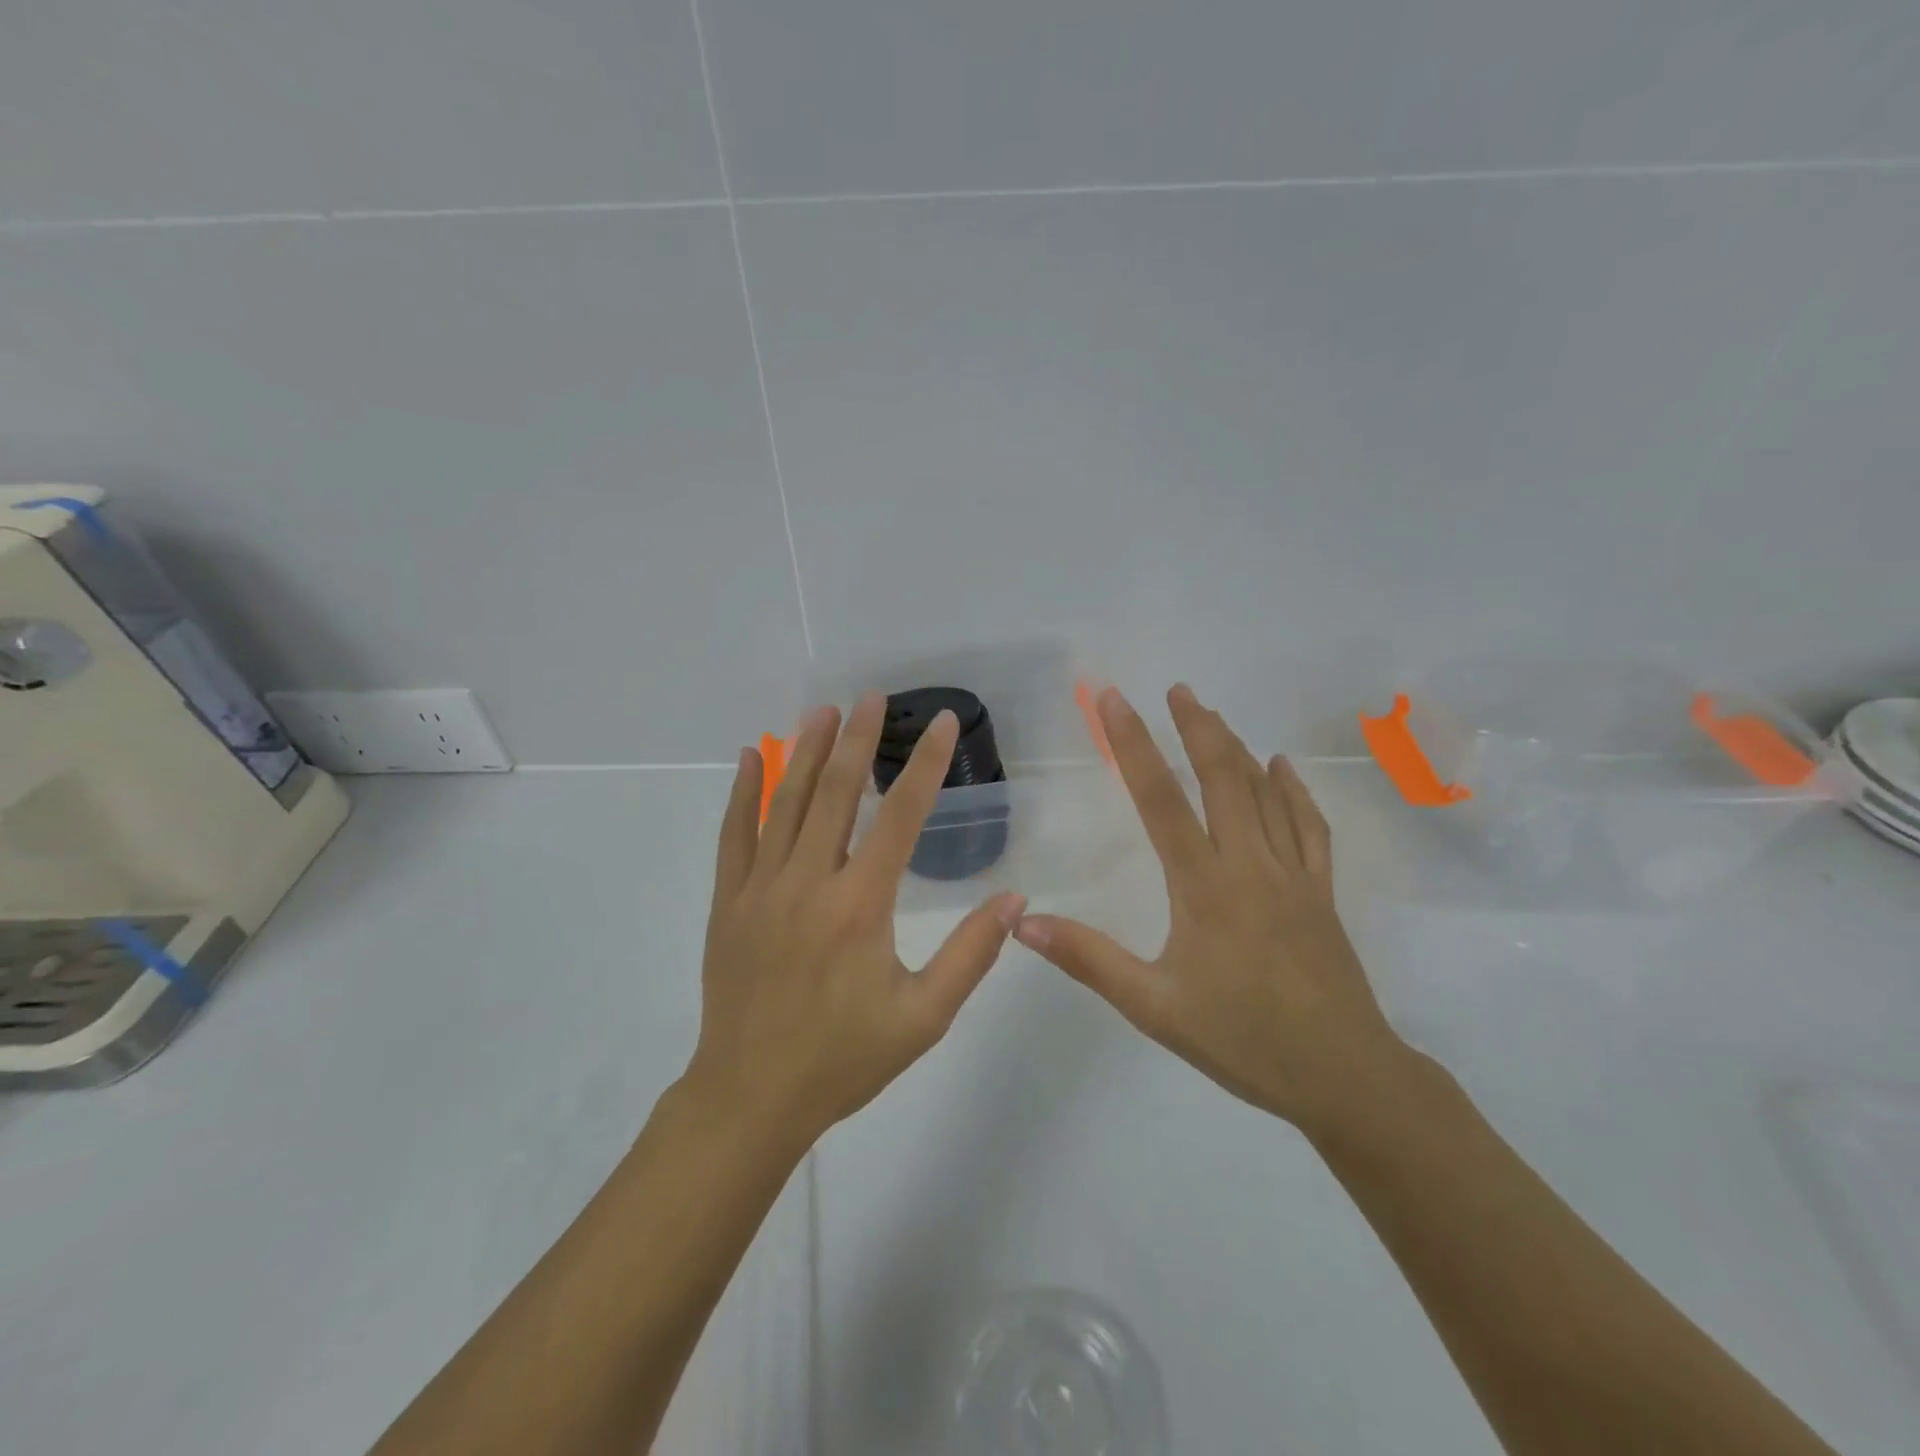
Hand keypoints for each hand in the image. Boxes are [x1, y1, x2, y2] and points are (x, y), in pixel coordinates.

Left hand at [685, 693, 1025, 1149]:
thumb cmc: (844, 1059)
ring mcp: (760, 889)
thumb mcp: (924, 1017)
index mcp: (860, 907)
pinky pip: (733, 834)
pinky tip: (753, 756)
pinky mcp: (728, 902)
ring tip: (825, 710)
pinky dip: (744, 791)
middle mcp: (808, 883)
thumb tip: (1014, 897)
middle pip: (836, 794)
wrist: (751, 1097)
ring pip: (785, 804)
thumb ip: (971, 954)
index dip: (926, 765)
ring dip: (807, 752)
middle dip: (859, 740)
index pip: (900, 817)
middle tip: (873, 697)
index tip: (943, 723)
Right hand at [1015, 684, 1406, 1131]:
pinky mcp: (1322, 892)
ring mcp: (1294, 875)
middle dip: (1197, 727)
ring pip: (1266, 793)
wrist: (1344, 1077)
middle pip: (1223, 778)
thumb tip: (1023, 923)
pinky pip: (1310, 826)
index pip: (1161, 800)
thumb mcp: (1153, 1006)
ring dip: (1237, 748)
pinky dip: (1294, 790)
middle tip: (1178, 688)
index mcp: (1204, 886)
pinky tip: (1282, 767)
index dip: (1133, 745)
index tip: (1114, 700)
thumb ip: (1088, 959)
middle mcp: (1250, 865)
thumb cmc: (1243, 1040)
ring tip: (1213, 715)